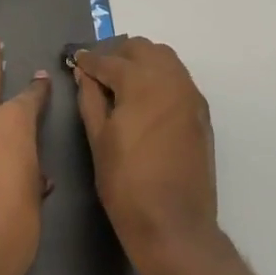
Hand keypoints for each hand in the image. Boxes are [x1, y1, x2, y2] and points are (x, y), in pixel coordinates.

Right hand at [74, 36, 221, 274]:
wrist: (174, 226)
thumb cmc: (127, 184)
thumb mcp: (98, 140)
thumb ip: (90, 99)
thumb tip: (84, 73)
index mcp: (141, 83)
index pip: (109, 60)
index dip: (88, 60)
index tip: (74, 61)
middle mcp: (170, 79)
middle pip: (142, 48)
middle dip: (117, 53)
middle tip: (96, 70)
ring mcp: (190, 95)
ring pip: (164, 59)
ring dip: (141, 61)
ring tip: (119, 81)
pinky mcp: (200, 113)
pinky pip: (178, 79)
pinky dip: (159, 76)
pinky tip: (143, 98)